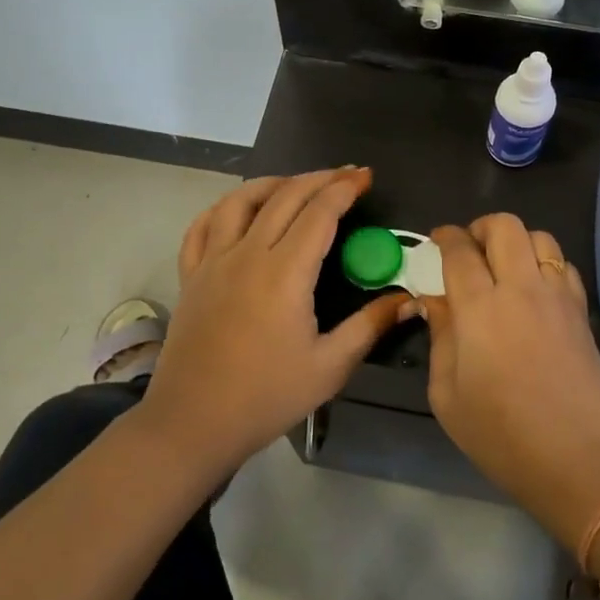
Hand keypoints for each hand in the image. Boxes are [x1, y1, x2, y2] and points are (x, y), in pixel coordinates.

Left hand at [140, 168, 413, 476]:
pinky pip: (202, 226)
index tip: (366, 177)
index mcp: (284, 273)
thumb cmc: (266, 397)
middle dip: (319, 178)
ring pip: (240, 201)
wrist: (192, 424)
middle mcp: (247, 254)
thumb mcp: (329, 367)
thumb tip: (409, 299)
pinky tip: (238, 210)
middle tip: (346, 175)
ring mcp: (212, 262)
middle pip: (285, 197)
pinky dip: (223, 208)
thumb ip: (369, 326)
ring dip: (273, 183)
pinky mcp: (190, 275)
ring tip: (296, 184)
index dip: (345, 189)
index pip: (319, 213)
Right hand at [420, 215, 599, 551]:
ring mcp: (557, 296)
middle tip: (469, 252)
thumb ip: (439, 338)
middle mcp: (521, 288)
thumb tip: (435, 302)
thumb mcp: (447, 396)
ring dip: (516, 241)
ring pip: (539, 236)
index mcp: (480, 308)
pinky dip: (544, 263)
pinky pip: (563, 264)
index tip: (436, 240)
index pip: (460, 250)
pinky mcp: (582, 311)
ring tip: (503, 267)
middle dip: (481, 228)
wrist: (581, 461)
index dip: (444, 236)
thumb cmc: (503, 436)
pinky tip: (534, 290)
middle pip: (505, 226)